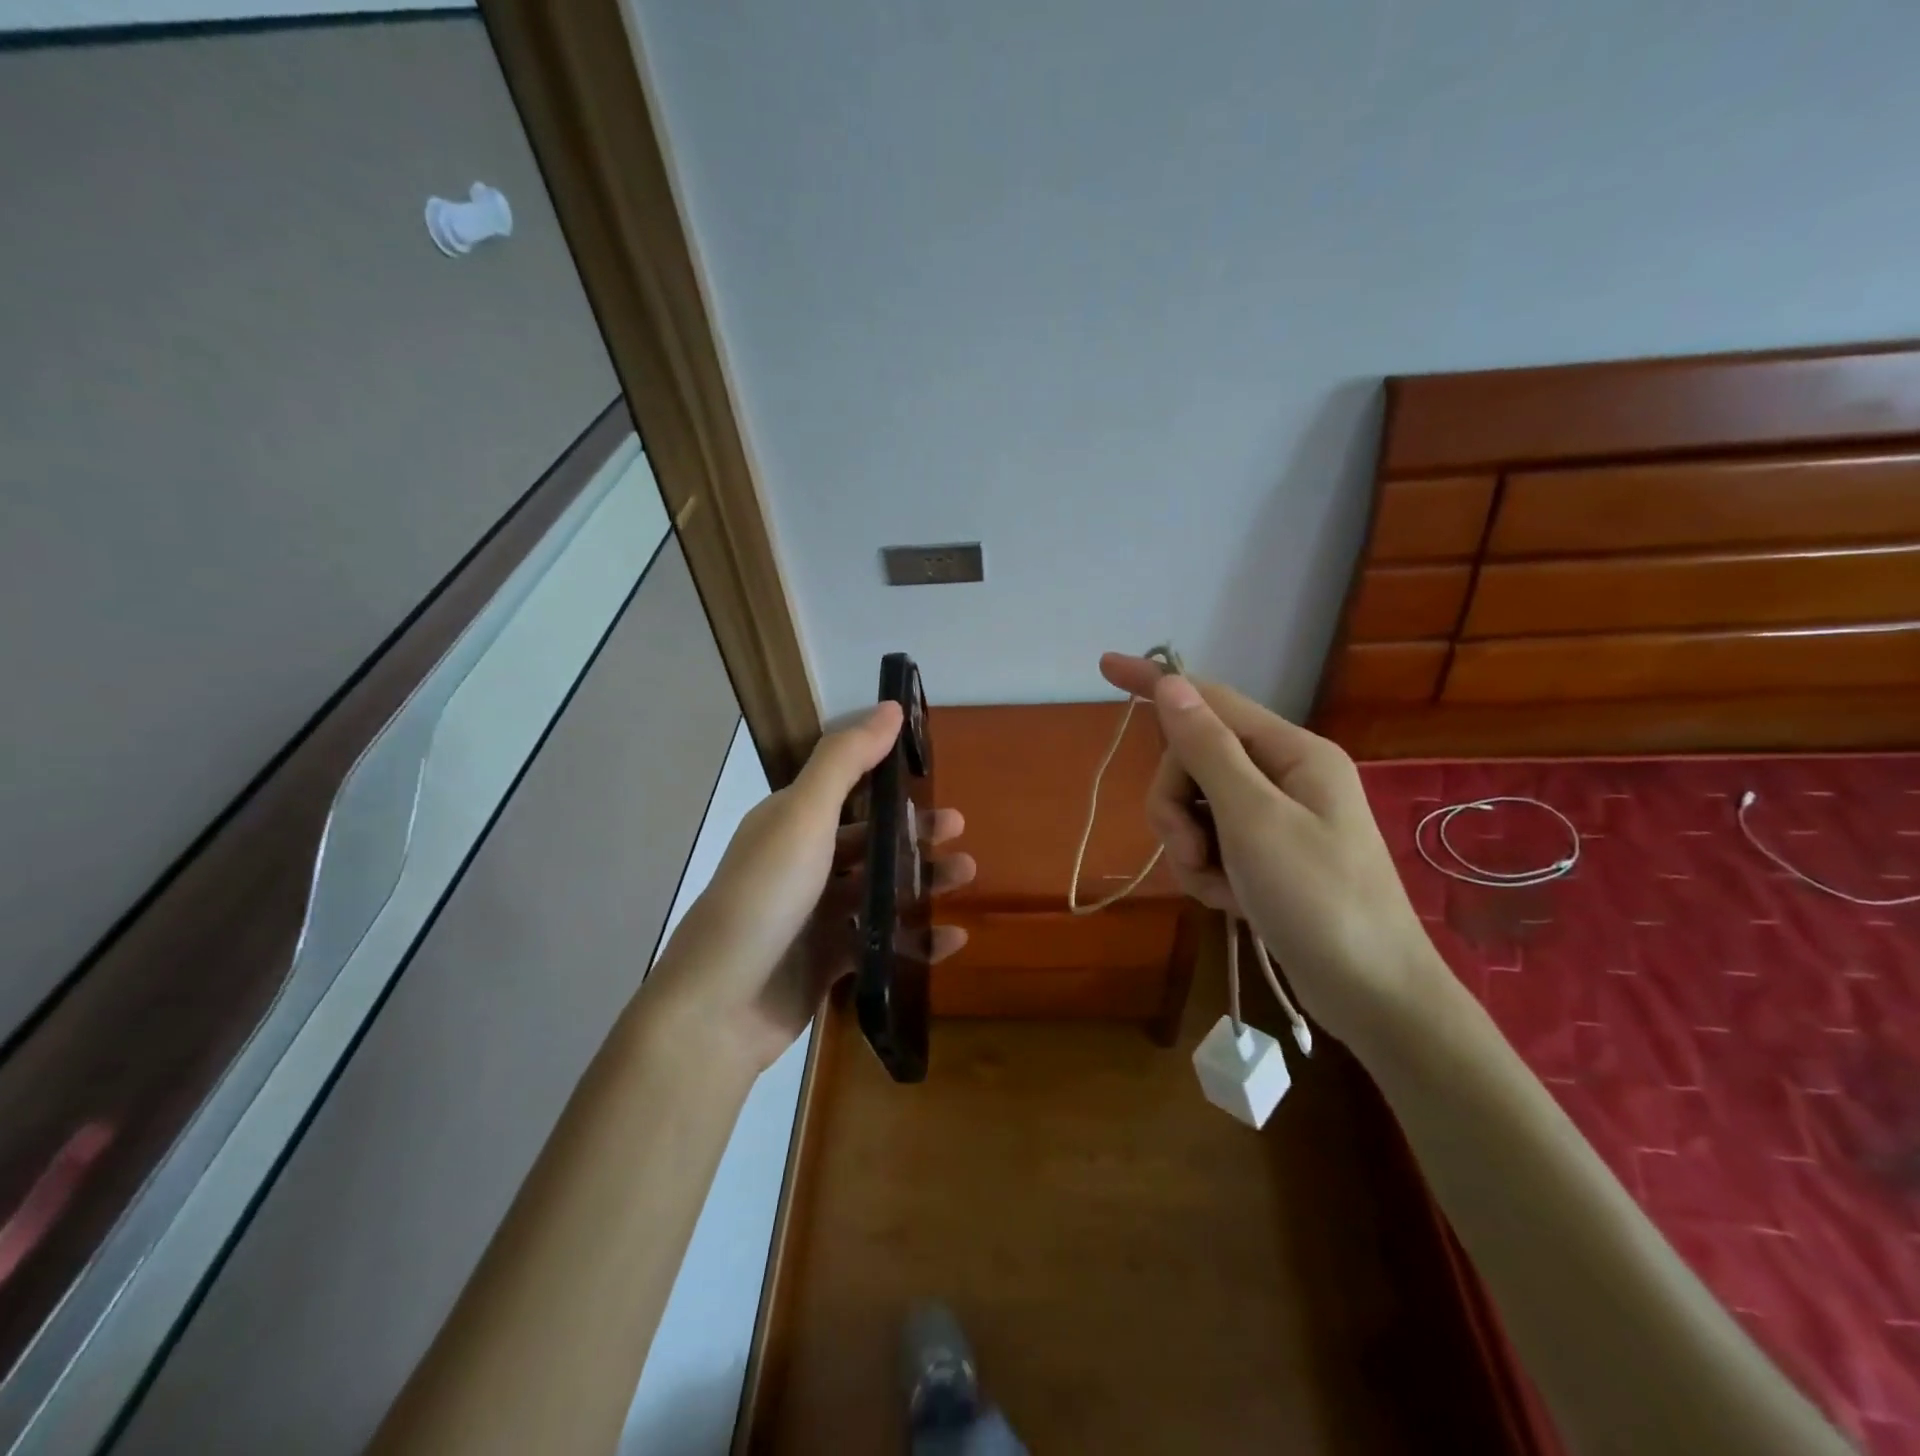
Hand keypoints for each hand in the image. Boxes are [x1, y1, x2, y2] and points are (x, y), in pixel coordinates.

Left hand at [646, 703, 975, 1071]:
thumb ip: (846, 760)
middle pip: (868, 841)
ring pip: (879, 890)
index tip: (933, 778)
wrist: (720, 1006)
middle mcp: (801, 864)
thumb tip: (892, 706)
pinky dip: (916, 939)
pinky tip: (952, 940)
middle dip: (914, 834)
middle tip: (958, 832)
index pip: (846, 791)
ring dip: (922, 882)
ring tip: (965, 876)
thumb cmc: (766, 897)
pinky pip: (881, 942)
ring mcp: (814, 916)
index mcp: (790, 823)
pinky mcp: (827, 962)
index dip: (888, 783)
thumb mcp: (804, 816)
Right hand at [1099, 653, 1438, 1046]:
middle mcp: (1282, 775)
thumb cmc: (1319, 899)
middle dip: (1176, 807)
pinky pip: (1209, 842)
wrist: (1372, 994)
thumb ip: (1208, 749)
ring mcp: (1273, 816)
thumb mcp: (1255, 819)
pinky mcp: (1265, 854)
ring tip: (1217, 886)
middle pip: (1192, 762)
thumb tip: (1171, 686)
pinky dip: (1206, 871)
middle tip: (1193, 851)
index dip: (1155, 683)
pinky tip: (1229, 901)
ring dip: (1189, 847)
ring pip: (1194, 807)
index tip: (1104, 666)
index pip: (1209, 700)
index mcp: (1291, 752)